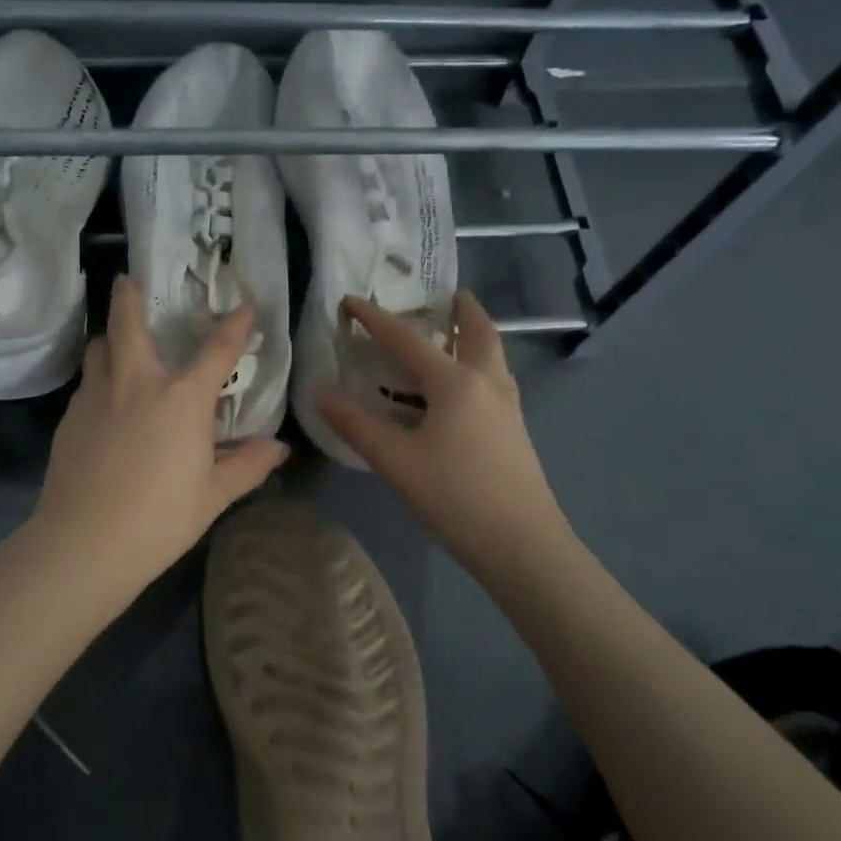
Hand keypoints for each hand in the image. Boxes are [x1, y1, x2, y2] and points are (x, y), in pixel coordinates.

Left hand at [28, 275, 289, 603]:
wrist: (84, 542)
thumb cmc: (160, 518)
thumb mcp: (213, 495)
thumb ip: (247, 466)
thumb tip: (278, 448)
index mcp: (182, 398)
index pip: (216, 349)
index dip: (234, 323)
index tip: (245, 303)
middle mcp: (137, 383)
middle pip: (128, 324)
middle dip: (128, 297)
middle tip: (127, 280)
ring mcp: (97, 397)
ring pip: (99, 349)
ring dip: (109, 338)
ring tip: (116, 342)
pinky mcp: (70, 417)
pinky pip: (86, 383)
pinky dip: (98, 378)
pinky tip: (103, 400)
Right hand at [315, 290, 569, 578]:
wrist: (522, 545)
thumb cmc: (454, 497)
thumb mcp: (395, 461)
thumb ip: (355, 423)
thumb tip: (318, 391)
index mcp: (454, 382)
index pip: (406, 339)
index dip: (374, 318)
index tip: (351, 300)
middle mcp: (486, 382)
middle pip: (477, 331)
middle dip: (462, 310)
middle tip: (447, 295)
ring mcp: (507, 406)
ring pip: (492, 355)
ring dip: (474, 335)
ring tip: (454, 333)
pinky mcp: (515, 429)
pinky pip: (495, 378)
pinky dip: (478, 364)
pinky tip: (461, 389)